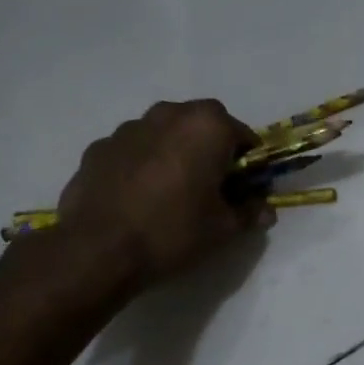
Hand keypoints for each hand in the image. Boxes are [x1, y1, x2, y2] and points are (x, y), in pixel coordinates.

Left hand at [53, 100, 269, 286]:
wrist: (97, 250)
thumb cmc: (173, 231)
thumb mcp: (223, 229)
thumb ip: (249, 213)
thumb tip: (265, 210)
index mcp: (207, 125)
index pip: (243, 136)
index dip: (248, 164)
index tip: (243, 189)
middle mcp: (168, 114)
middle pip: (201, 126)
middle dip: (209, 150)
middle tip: (208, 188)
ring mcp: (128, 128)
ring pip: (163, 134)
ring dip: (173, 153)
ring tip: (169, 194)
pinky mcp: (98, 148)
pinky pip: (132, 151)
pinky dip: (140, 165)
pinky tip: (136, 198)